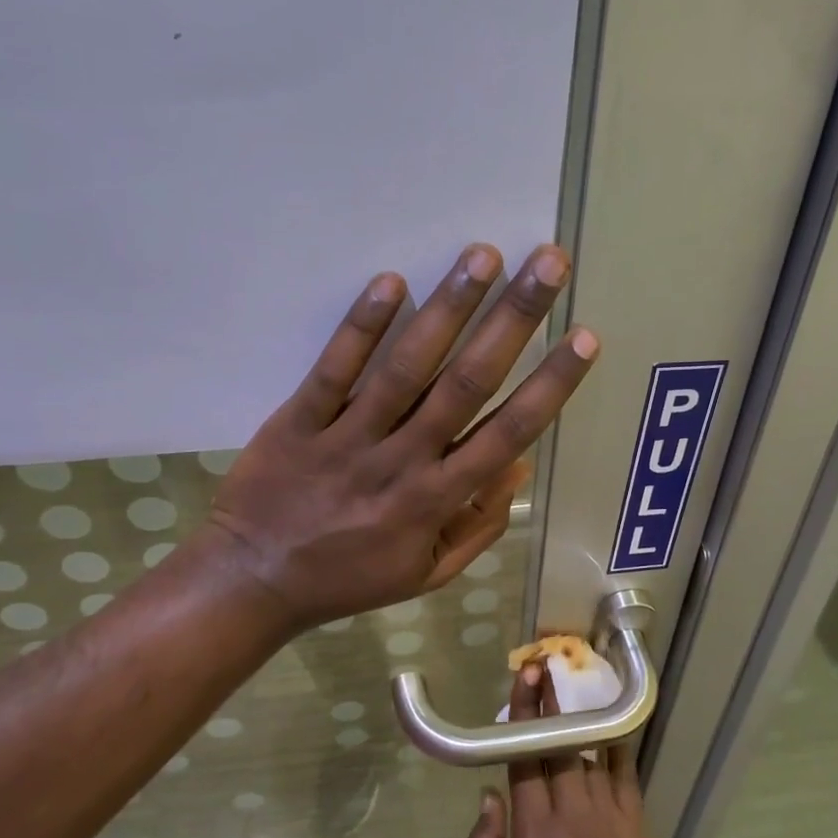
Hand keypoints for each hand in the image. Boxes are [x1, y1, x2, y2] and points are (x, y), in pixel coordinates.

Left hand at [202, 243, 597, 634]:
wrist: (254, 581)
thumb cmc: (349, 577)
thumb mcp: (427, 574)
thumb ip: (479, 525)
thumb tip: (520, 466)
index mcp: (437, 500)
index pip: (508, 433)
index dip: (551, 384)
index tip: (583, 337)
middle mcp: (402, 461)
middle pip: (467, 383)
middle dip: (513, 320)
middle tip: (548, 264)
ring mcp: (348, 438)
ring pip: (407, 368)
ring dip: (448, 308)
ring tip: (483, 256)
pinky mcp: (299, 420)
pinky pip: (334, 370)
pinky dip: (362, 326)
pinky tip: (390, 281)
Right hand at [466, 663, 662, 837]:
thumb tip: (488, 795)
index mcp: (534, 829)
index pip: (525, 756)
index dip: (523, 714)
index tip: (524, 679)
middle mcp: (571, 811)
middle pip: (559, 742)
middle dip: (550, 701)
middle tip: (544, 665)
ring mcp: (607, 815)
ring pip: (591, 751)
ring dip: (579, 716)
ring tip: (572, 685)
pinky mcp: (633, 825)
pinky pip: (626, 773)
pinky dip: (618, 746)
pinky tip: (612, 725)